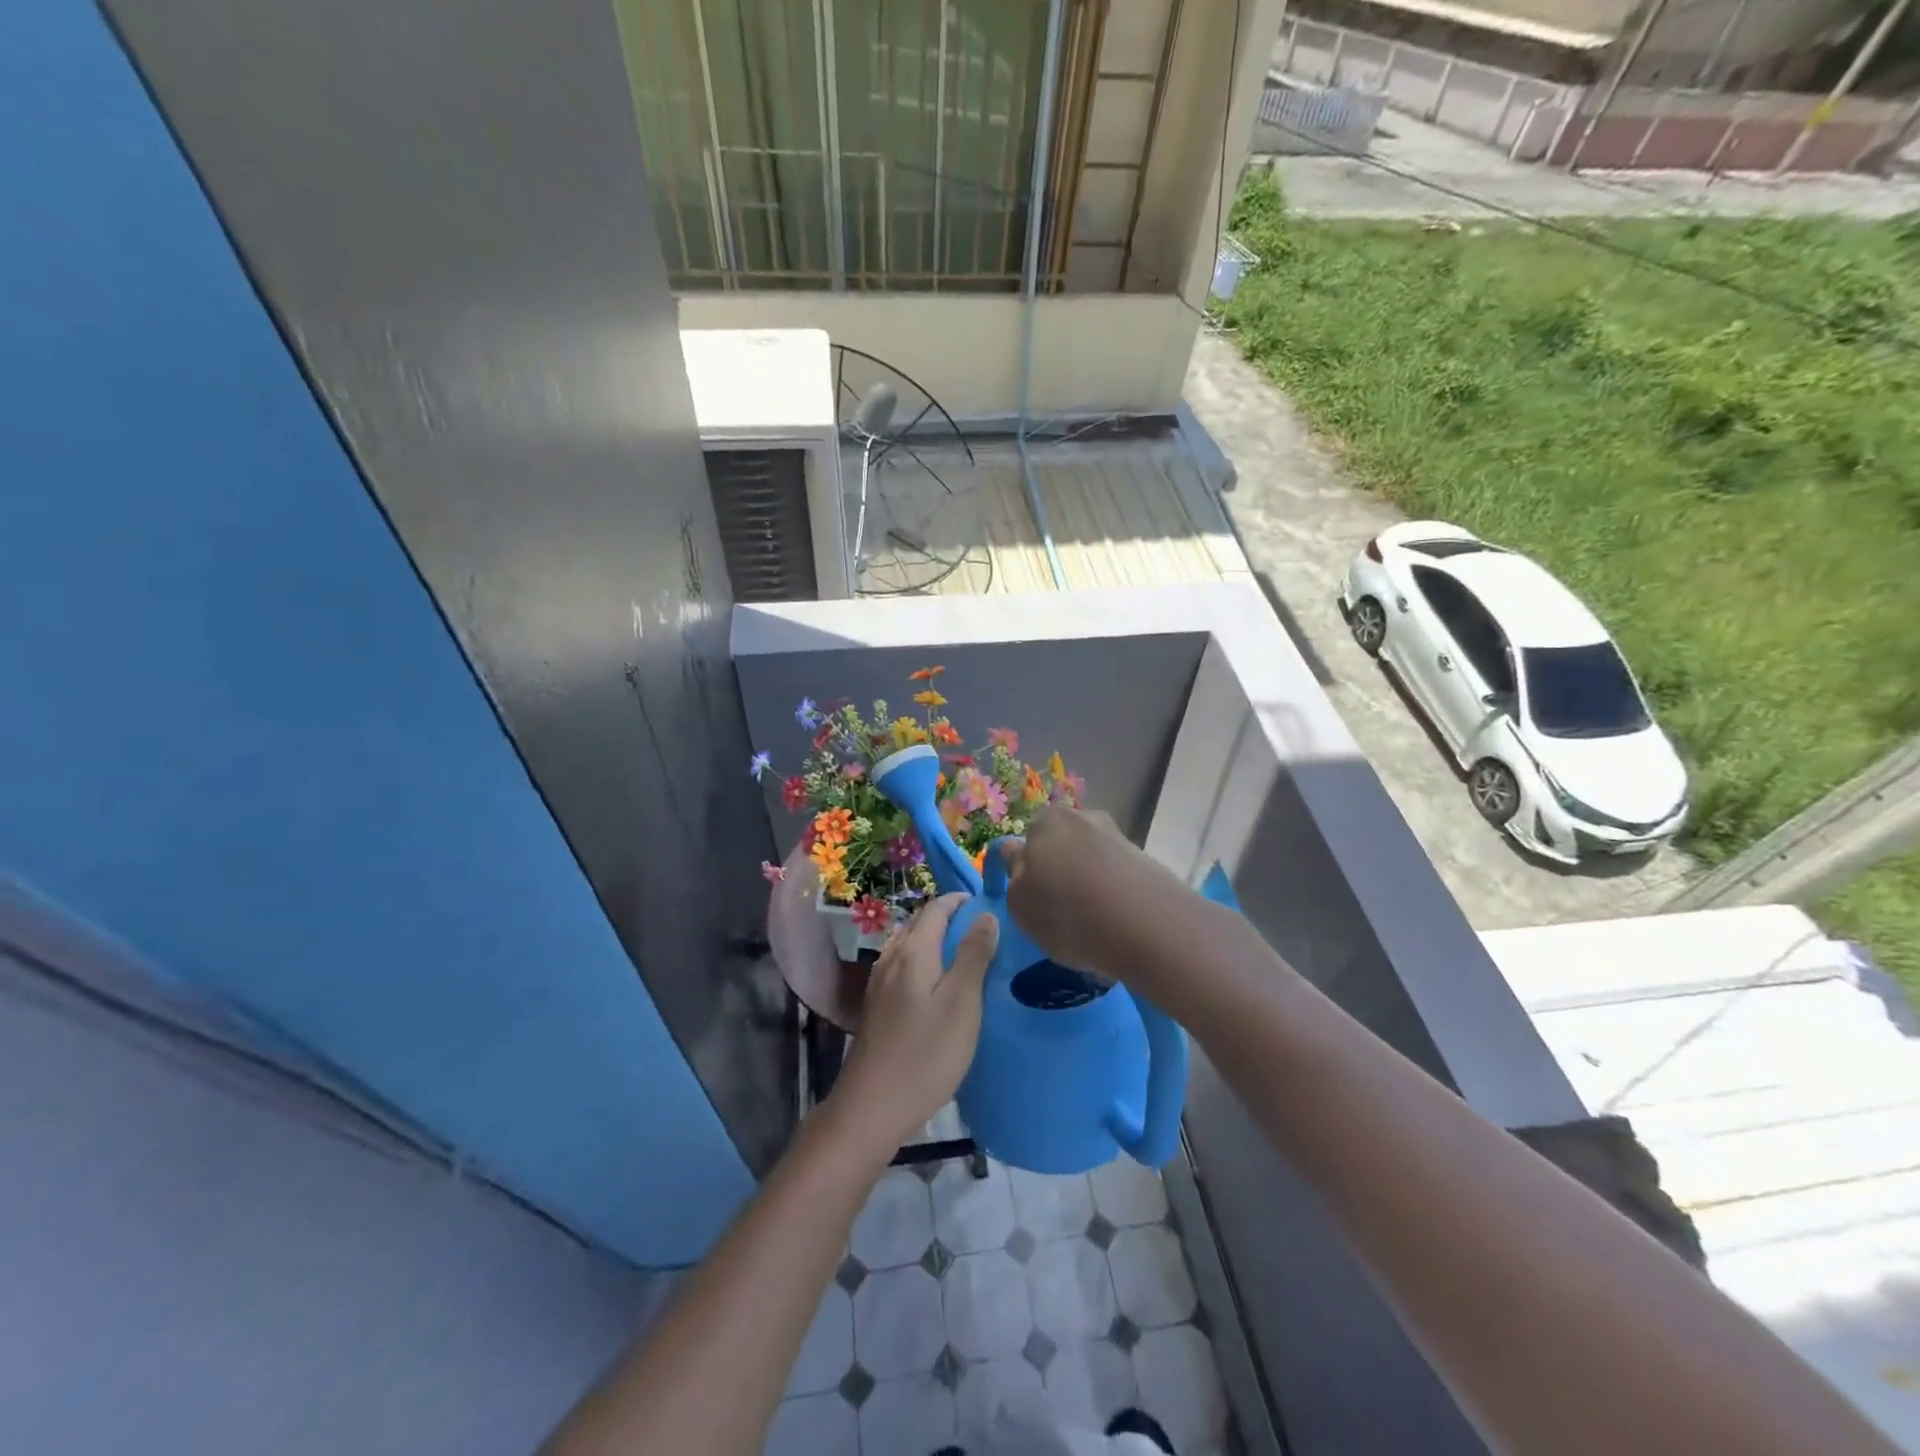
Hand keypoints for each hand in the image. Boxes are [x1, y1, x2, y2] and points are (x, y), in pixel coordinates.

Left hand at [829, 894, 998, 1152]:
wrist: (872, 1107)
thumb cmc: (925, 1054)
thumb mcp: (961, 1003)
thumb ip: (974, 956)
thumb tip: (986, 915)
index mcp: (913, 952)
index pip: (935, 909)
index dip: (959, 900)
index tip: (985, 902)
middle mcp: (892, 959)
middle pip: (919, 924)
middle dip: (947, 917)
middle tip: (981, 927)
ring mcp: (879, 985)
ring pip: (908, 946)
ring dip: (933, 939)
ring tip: (962, 952)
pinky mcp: (877, 1008)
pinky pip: (902, 968)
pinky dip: (922, 961)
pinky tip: (935, 984)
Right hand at [999, 808, 1176, 978]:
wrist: (1146, 925)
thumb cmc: (1068, 912)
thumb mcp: (1020, 904)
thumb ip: (1014, 876)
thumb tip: (1019, 857)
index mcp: (1046, 821)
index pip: (1025, 844)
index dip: (1025, 872)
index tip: (1033, 900)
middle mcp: (1082, 817)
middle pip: (1060, 846)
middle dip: (1058, 871)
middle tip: (1059, 911)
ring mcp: (1117, 835)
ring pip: (1089, 859)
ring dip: (1086, 881)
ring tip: (1091, 920)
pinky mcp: (1145, 858)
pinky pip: (1115, 874)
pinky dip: (1111, 891)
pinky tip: (1114, 918)